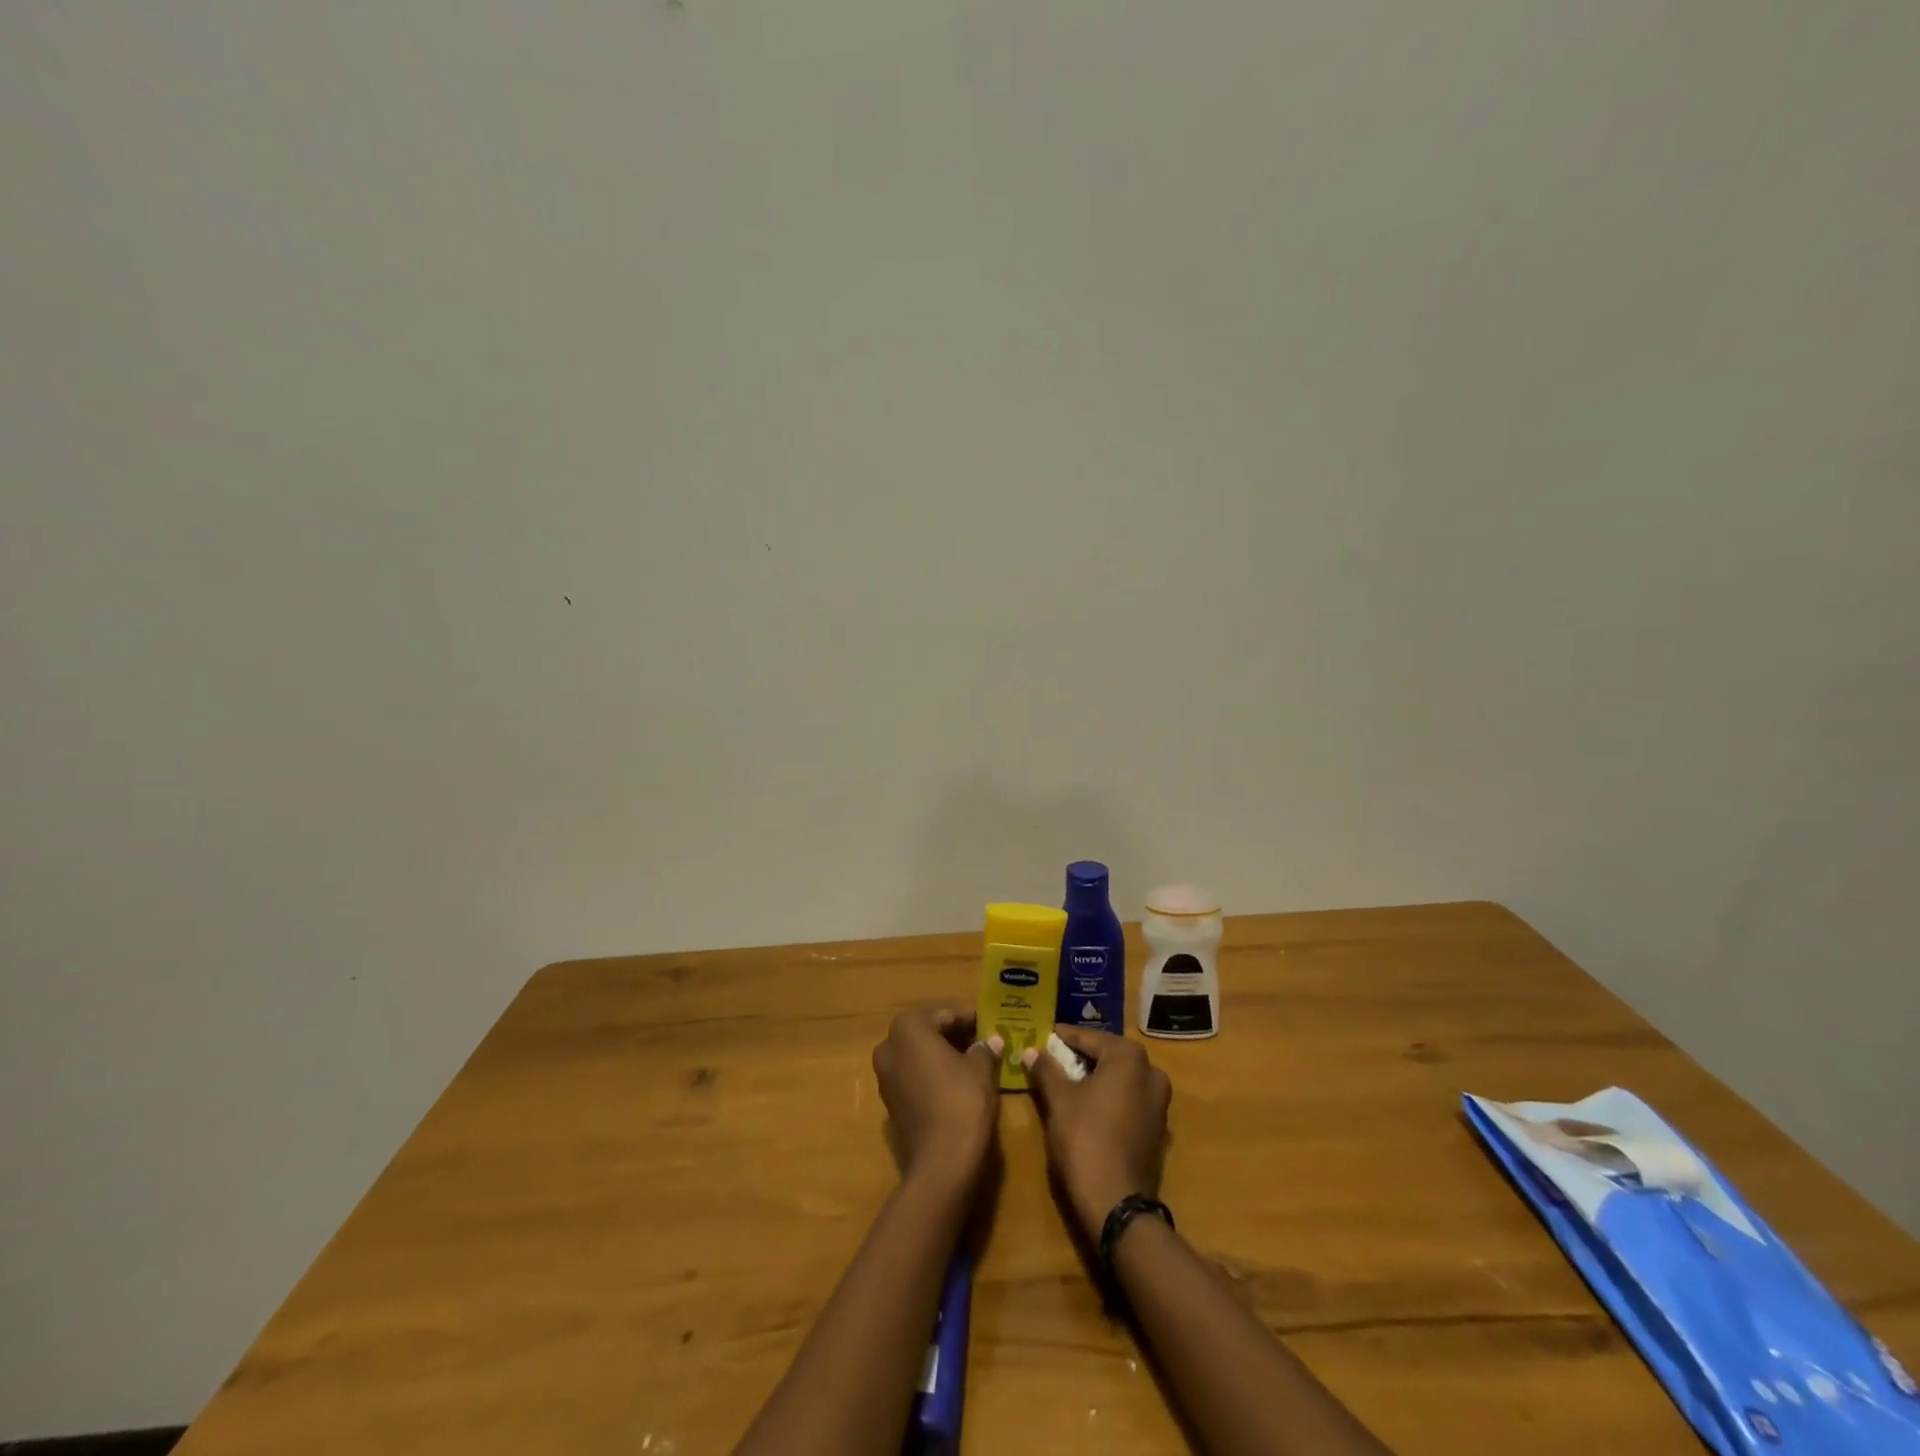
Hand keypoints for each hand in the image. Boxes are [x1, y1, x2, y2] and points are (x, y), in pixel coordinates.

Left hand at [871, 1007, 1000, 1189]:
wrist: (942, 1162)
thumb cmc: (961, 1100)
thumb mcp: (981, 1068)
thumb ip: (984, 1049)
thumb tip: (992, 1041)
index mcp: (908, 1027)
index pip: (944, 1014)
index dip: (969, 1017)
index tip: (990, 1022)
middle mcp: (889, 1046)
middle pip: (928, 1032)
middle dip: (955, 1034)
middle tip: (985, 1038)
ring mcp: (885, 1076)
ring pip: (919, 1055)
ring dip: (944, 1054)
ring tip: (976, 1059)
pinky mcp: (891, 1103)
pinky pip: (915, 1077)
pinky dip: (934, 1074)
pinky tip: (959, 1082)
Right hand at [1024, 1025, 1171, 1239]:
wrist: (1116, 1203)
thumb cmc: (1085, 1139)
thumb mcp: (1059, 1100)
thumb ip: (1046, 1069)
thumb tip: (1032, 1050)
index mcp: (1129, 1058)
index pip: (1091, 1038)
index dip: (1066, 1036)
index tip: (1047, 1033)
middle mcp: (1150, 1072)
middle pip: (1110, 1054)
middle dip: (1083, 1054)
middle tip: (1056, 1053)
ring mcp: (1158, 1102)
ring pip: (1122, 1077)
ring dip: (1097, 1074)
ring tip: (1069, 1077)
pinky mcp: (1157, 1127)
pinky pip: (1130, 1098)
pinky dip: (1110, 1095)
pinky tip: (1089, 1102)